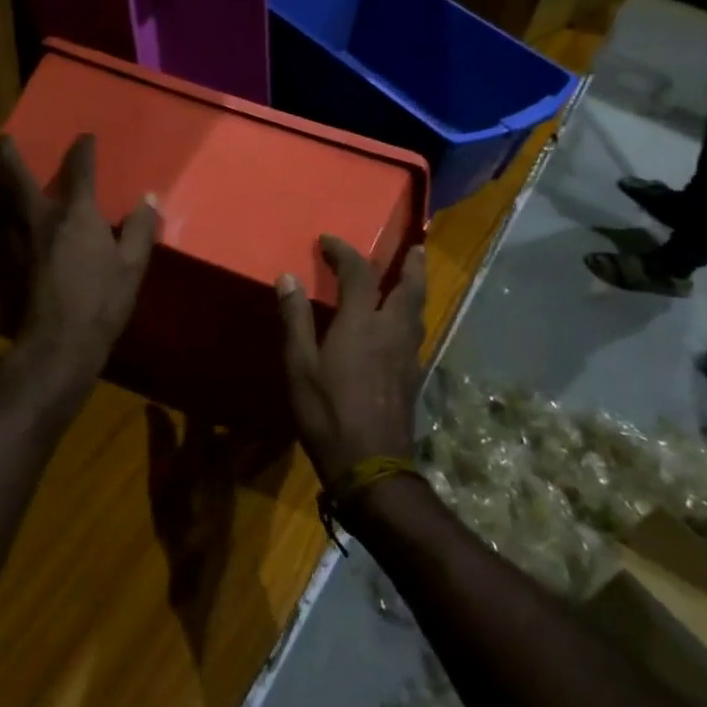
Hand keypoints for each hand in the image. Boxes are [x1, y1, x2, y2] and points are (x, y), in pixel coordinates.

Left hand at [0, 133, 158, 408]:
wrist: (57, 343)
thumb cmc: (101, 302)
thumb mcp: (132, 266)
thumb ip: (141, 229)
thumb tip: (150, 198)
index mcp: (77, 215)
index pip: (80, 171)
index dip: (83, 150)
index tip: (85, 136)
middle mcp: (41, 218)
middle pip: (18, 178)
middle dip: (9, 154)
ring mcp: (17, 240)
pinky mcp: (5, 263)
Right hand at [276, 236, 428, 487]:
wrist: (371, 466)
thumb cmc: (327, 414)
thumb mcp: (299, 366)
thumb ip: (295, 319)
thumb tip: (288, 277)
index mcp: (362, 322)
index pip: (359, 272)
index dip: (344, 251)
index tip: (328, 240)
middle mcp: (392, 330)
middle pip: (411, 287)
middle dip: (412, 264)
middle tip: (415, 247)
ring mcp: (408, 355)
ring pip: (418, 311)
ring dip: (416, 288)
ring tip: (411, 278)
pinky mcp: (414, 376)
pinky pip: (416, 333)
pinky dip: (411, 316)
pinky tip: (401, 327)